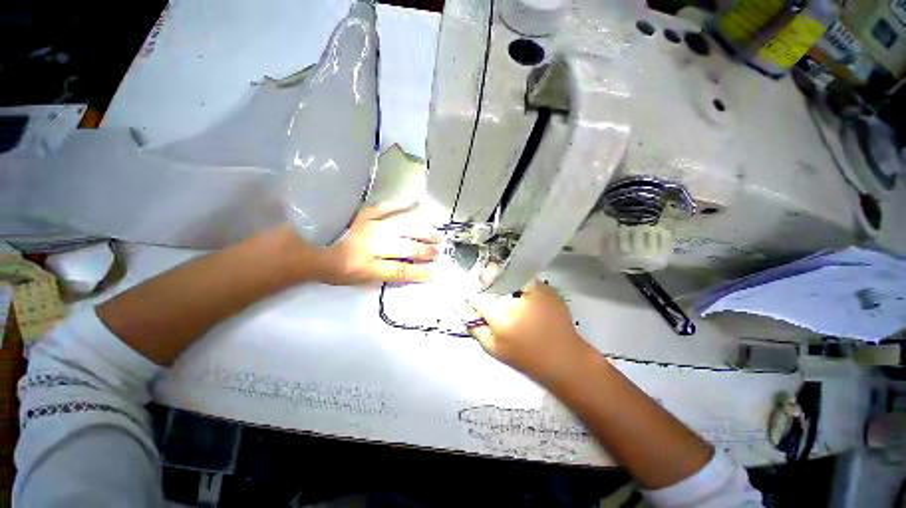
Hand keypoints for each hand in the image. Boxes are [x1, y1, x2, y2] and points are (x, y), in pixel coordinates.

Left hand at [309, 201, 439, 285]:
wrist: (301, 247)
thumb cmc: (328, 269)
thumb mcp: (355, 280)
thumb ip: (381, 276)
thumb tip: (405, 272)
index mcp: (365, 266)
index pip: (401, 271)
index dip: (419, 273)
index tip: (433, 273)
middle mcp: (370, 245)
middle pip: (407, 247)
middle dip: (426, 251)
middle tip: (438, 253)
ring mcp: (367, 225)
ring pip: (403, 226)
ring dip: (422, 232)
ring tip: (436, 236)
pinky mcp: (361, 211)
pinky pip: (387, 206)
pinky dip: (403, 206)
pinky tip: (417, 205)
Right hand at [468, 279, 591, 382]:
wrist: (565, 358)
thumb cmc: (526, 358)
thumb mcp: (494, 349)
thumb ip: (475, 328)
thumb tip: (465, 309)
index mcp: (502, 315)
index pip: (477, 294)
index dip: (472, 295)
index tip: (473, 299)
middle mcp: (517, 296)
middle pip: (493, 275)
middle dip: (486, 280)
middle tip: (489, 294)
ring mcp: (534, 288)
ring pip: (509, 274)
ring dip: (503, 280)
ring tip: (508, 296)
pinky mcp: (547, 287)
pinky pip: (525, 279)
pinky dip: (519, 285)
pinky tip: (524, 298)